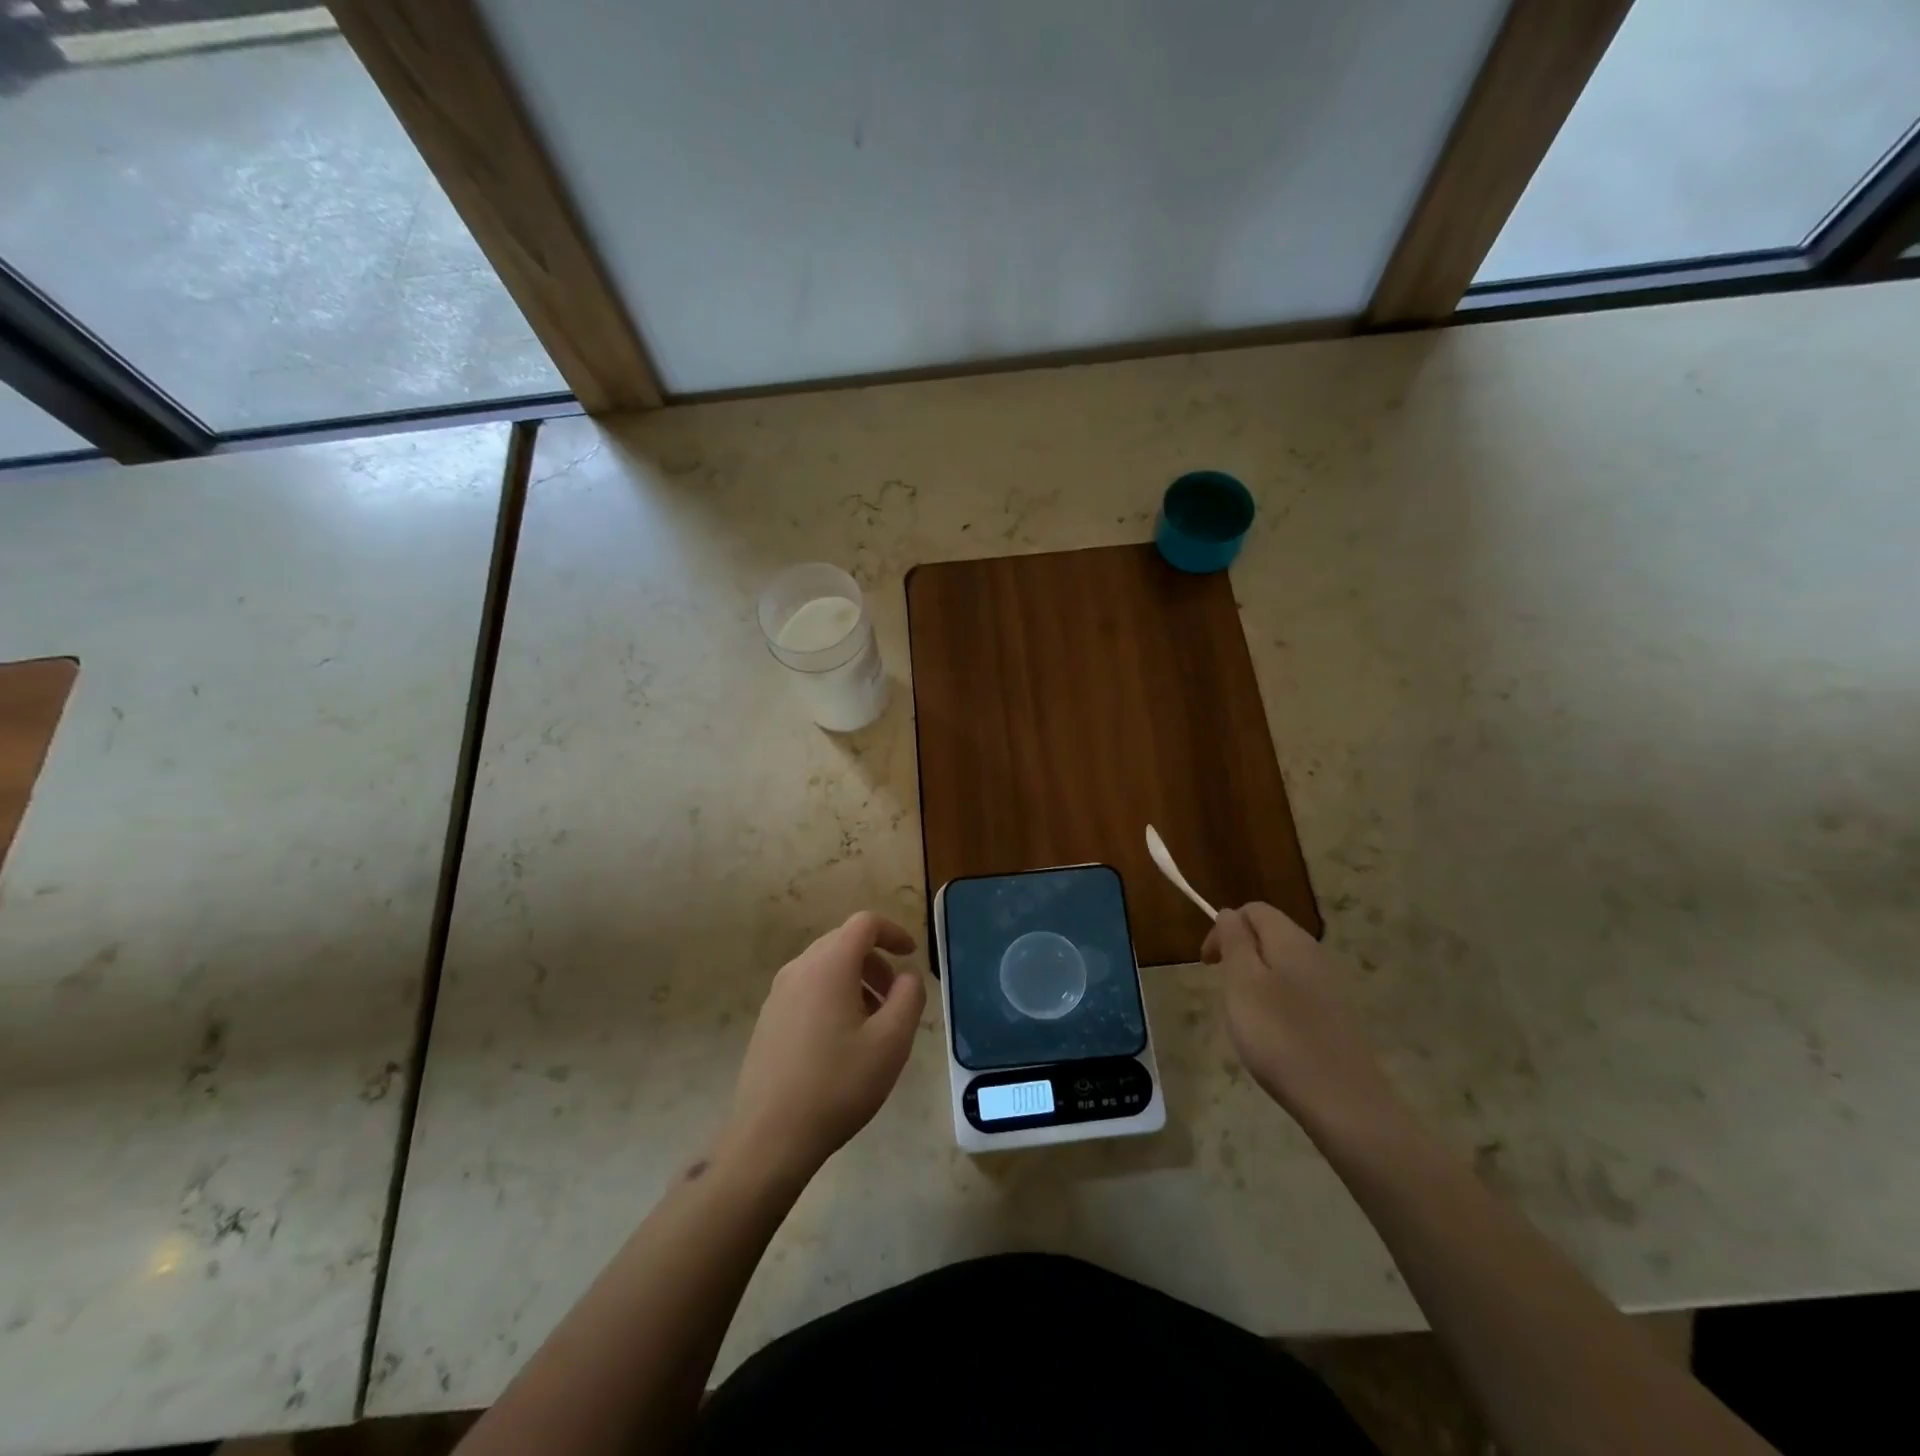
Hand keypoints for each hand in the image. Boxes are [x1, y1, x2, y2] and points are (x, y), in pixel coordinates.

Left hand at [721, 911, 925, 1185]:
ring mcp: (777, 994)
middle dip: (875, 960)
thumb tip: (907, 976)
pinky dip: (833, 996)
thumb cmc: (838, 1084)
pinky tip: (842, 1041)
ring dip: (855, 980)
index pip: (864, 924)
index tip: (912, 955)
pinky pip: (807, 989)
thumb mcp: (891, 1041)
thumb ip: (909, 997)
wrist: (769, 1137)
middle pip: (843, 942)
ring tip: (873, 1022)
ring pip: (824, 967)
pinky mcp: (768, 1020)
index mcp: (829, 965)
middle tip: (896, 995)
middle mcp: (799, 969)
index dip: (893, 932)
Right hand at [1203, 903, 1403, 1134]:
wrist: (1343, 1101)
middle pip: (1268, 934)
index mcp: (1290, 939)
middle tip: (1224, 992)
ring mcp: (1329, 985)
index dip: (1224, 929)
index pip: (1252, 910)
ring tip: (1244, 1016)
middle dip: (1238, 954)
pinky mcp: (1335, 1014)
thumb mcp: (1242, 982)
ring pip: (1280, 964)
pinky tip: (1272, 1035)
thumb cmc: (1279, 1035)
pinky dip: (1275, 1003)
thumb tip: (1229, 913)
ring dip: (1254, 980)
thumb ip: (1234, 941)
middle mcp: (1314, 953)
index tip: (1208, 965)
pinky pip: (1295, 991)